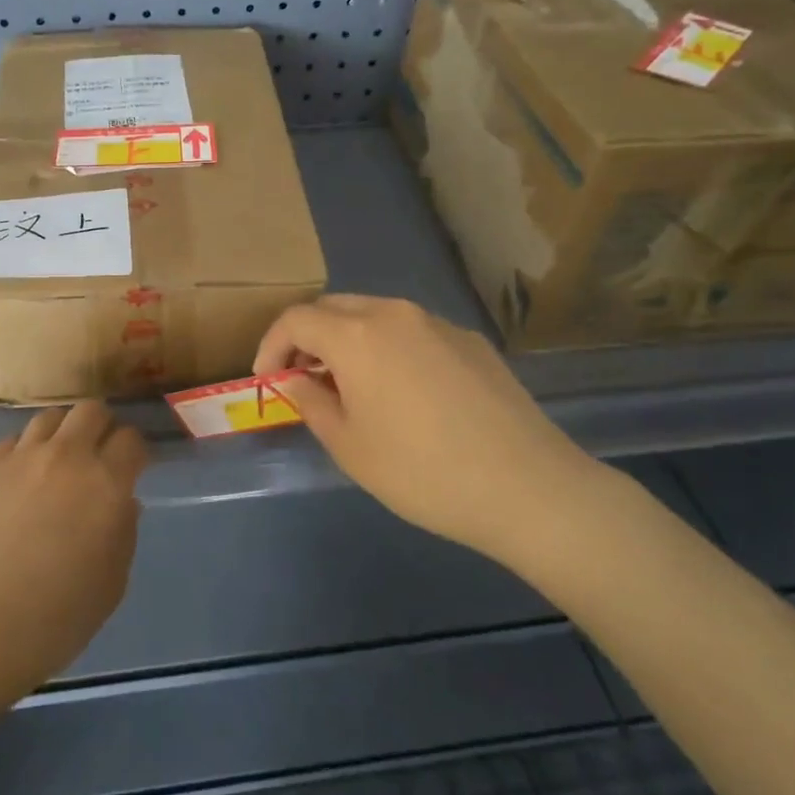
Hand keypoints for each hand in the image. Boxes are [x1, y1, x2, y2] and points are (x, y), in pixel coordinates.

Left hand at [0, 401, 144, 710]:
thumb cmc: (52, 622)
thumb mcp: (110, 586)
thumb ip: (124, 535)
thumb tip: (123, 503)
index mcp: (106, 485)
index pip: (132, 440)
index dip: (137, 452)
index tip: (134, 470)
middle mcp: (66, 458)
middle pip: (92, 411)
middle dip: (103, 427)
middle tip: (100, 457)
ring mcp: (21, 459)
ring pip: (51, 416)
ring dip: (64, 432)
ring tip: (61, 462)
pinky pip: (15, 440)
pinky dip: (27, 450)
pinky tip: (24, 479)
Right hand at [254, 295, 603, 559]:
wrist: (526, 486)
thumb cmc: (422, 471)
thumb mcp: (349, 446)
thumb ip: (311, 403)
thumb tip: (297, 381)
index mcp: (357, 335)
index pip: (296, 319)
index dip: (271, 345)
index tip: (267, 380)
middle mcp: (395, 314)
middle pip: (334, 307)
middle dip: (308, 338)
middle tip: (304, 379)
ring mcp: (438, 323)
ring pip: (375, 315)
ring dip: (349, 340)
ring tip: (351, 386)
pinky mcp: (471, 341)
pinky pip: (413, 332)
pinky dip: (389, 349)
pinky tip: (404, 393)